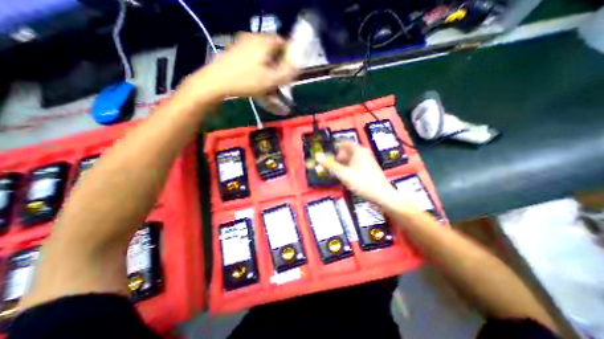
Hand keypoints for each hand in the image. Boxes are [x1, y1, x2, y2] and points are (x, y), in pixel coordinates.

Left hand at [185, 32, 296, 97]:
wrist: (215, 82)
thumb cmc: (246, 81)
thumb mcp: (271, 79)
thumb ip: (288, 72)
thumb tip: (298, 64)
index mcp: (264, 41)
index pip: (284, 43)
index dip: (289, 58)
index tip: (289, 72)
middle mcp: (254, 38)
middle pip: (273, 51)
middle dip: (279, 67)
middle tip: (279, 82)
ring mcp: (242, 44)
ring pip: (263, 58)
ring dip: (269, 71)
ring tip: (269, 88)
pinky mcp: (235, 52)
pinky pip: (253, 60)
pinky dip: (259, 71)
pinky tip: (258, 84)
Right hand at [317, 142, 398, 206]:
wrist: (382, 195)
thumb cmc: (363, 183)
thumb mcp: (343, 174)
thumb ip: (330, 165)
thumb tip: (317, 157)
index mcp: (358, 151)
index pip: (343, 144)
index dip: (334, 148)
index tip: (327, 155)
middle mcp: (363, 153)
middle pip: (346, 152)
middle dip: (336, 158)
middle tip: (329, 166)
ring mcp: (367, 161)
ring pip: (350, 159)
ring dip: (341, 164)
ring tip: (334, 172)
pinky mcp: (368, 169)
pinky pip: (354, 165)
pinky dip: (347, 168)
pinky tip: (344, 176)